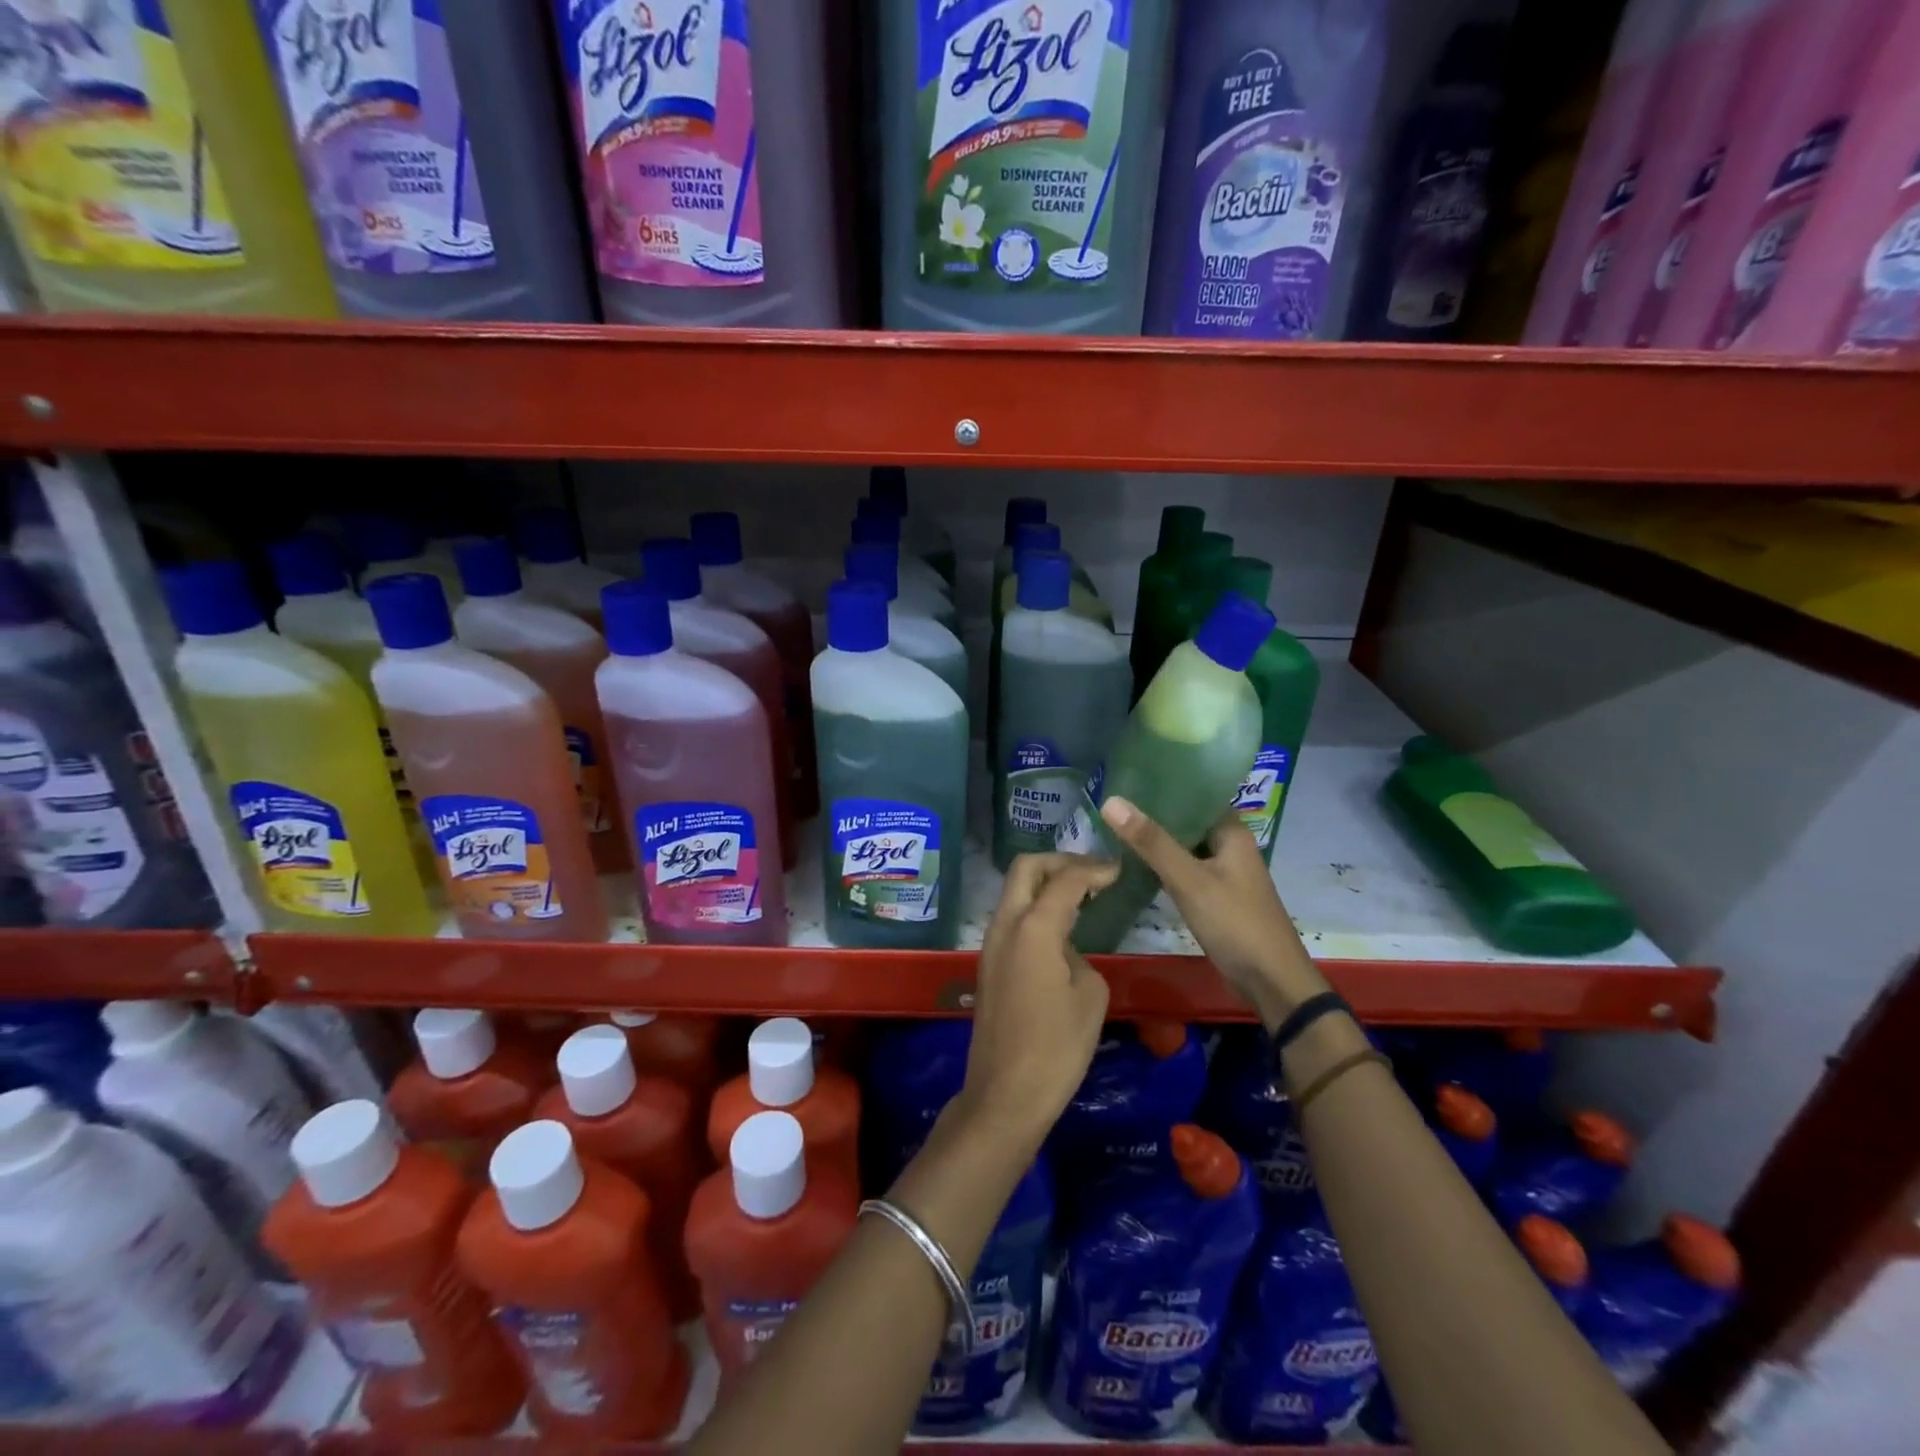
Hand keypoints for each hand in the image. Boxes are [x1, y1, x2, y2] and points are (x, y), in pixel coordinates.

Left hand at [958, 853, 1117, 1156]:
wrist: (1006, 1093)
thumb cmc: (1056, 1047)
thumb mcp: (1090, 996)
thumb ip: (1080, 956)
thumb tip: (1065, 951)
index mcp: (1033, 927)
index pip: (1065, 879)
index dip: (1094, 869)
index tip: (1118, 870)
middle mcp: (1005, 924)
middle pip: (1026, 868)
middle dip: (1060, 862)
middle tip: (1093, 873)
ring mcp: (991, 943)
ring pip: (1015, 891)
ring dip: (1045, 884)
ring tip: (1082, 895)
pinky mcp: (988, 963)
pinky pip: (1012, 917)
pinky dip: (1036, 908)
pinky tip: (1062, 928)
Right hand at [1098, 798, 1328, 1028]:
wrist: (1271, 982)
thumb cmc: (1235, 922)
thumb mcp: (1189, 880)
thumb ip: (1151, 842)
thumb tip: (1111, 800)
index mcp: (1232, 832)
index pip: (1196, 794)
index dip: (1164, 785)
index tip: (1126, 777)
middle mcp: (1231, 846)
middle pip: (1188, 821)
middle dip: (1154, 813)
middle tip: (1111, 803)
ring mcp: (1225, 873)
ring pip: (1185, 846)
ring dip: (1157, 840)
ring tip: (1115, 827)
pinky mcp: (1217, 896)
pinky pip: (1186, 869)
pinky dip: (1164, 864)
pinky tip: (1136, 864)